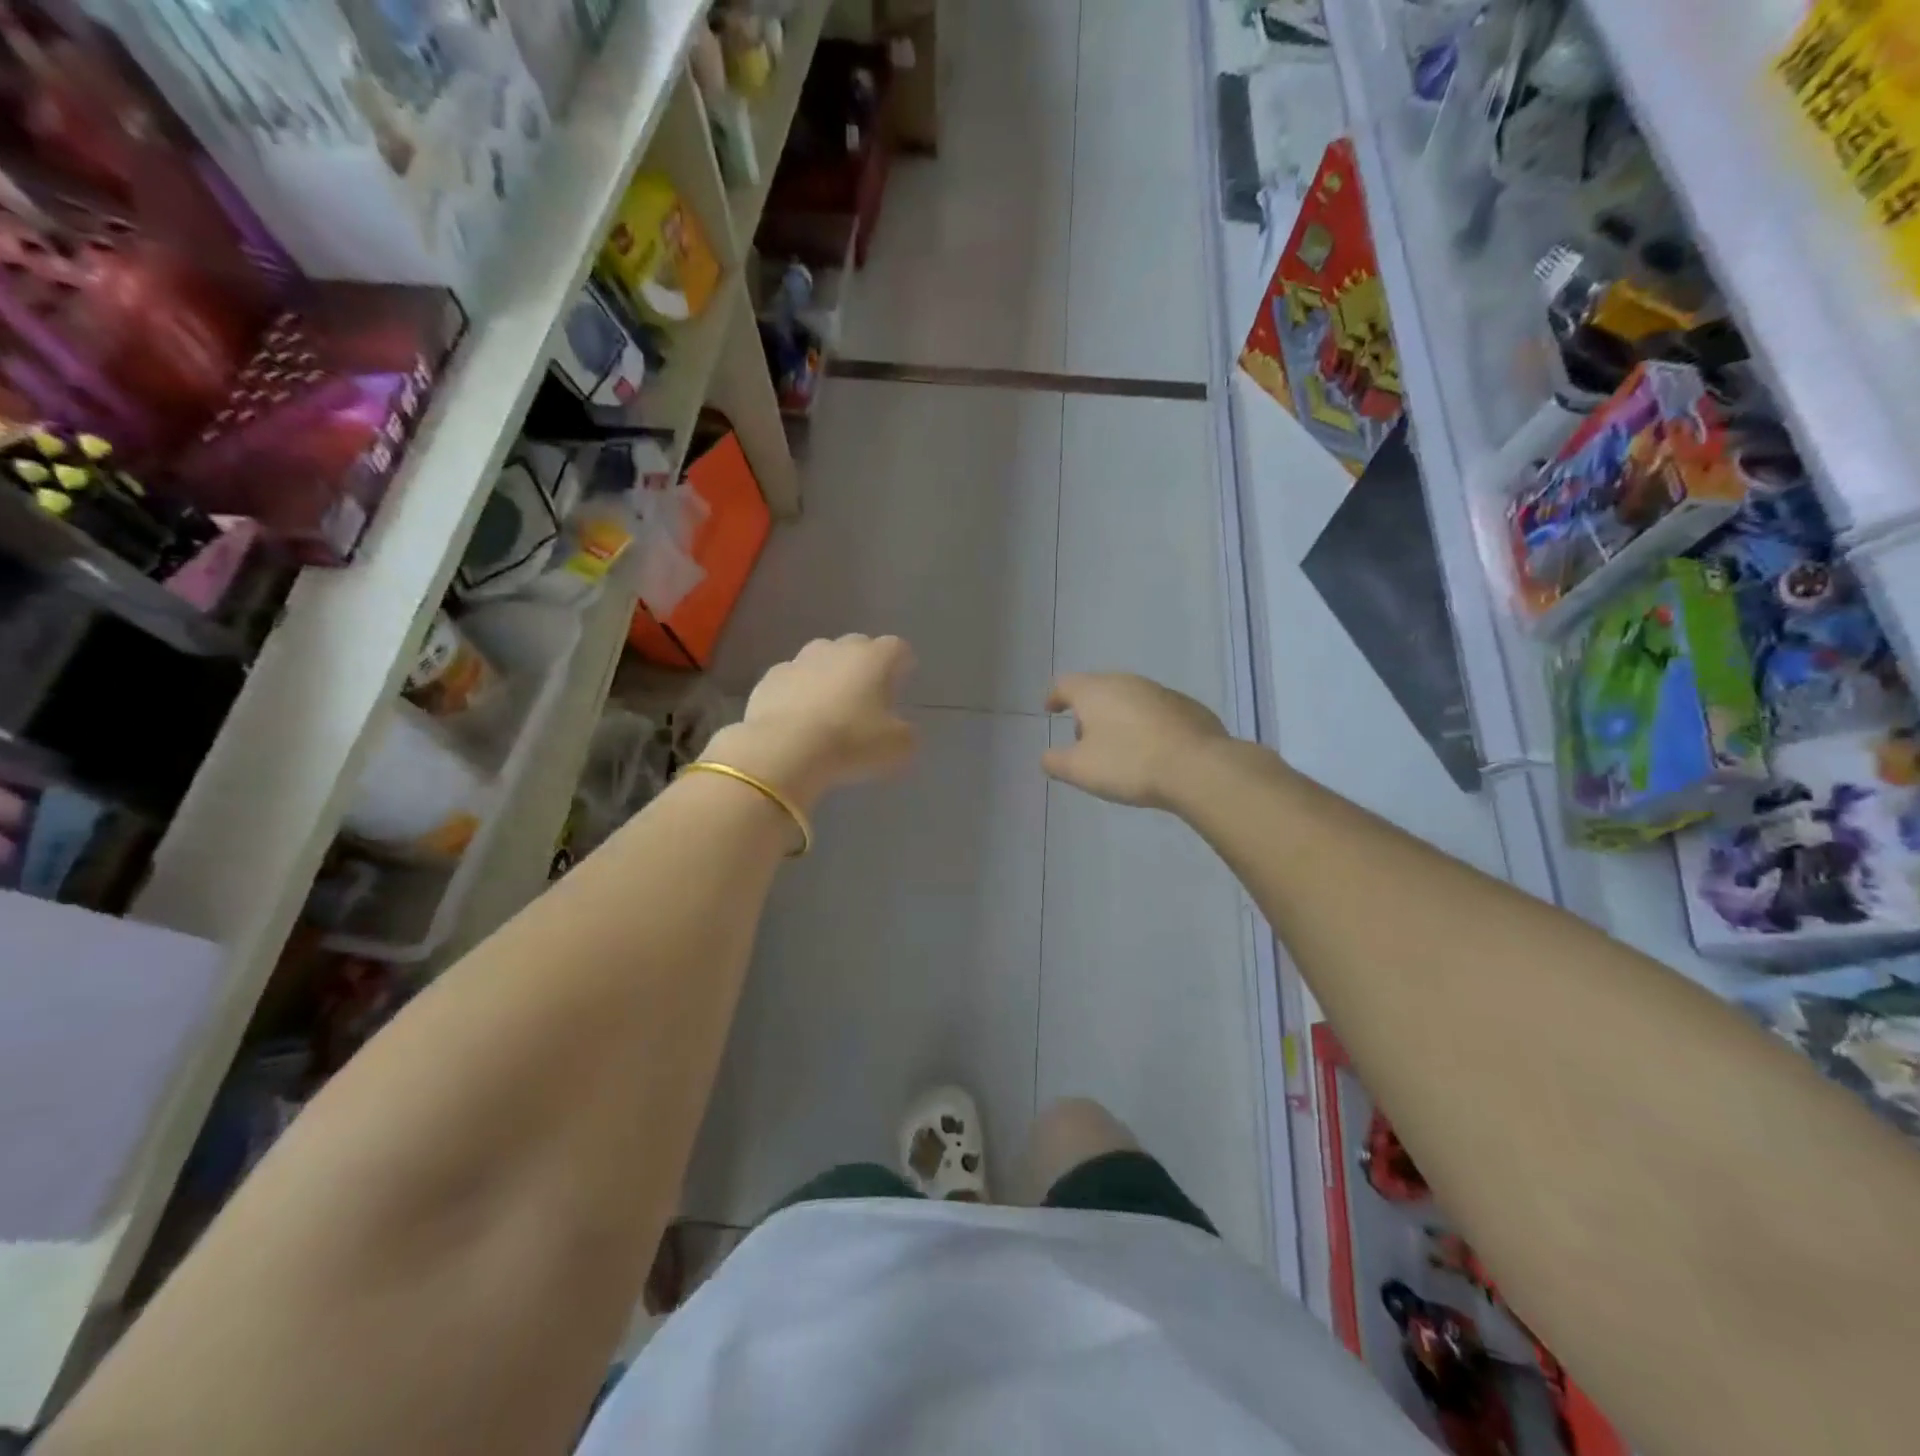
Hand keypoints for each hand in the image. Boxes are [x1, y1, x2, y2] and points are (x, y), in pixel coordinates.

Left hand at [705, 635, 917, 811]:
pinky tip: (798, 719)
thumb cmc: (850, 742)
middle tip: (866, 696)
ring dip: (828, 676)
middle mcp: (837, 649)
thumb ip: (906, 733)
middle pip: (857, 647)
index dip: (902, 664)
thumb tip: (901, 729)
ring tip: (830, 707)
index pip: (897, 648)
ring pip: (821, 660)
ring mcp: (799, 660)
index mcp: (874, 658)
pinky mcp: (769, 679)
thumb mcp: (897, 748)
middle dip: (863, 666)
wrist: (784, 750)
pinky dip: (798, 693)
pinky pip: (792, 680)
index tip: (902, 682)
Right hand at [1042, 673, 1228, 807]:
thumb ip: (1056, 761)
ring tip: (1119, 747)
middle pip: (1098, 689)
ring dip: (1119, 717)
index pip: (1065, 684)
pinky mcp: (1188, 707)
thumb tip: (1047, 756)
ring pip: (1129, 698)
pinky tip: (1152, 750)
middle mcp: (1127, 682)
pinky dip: (1146, 725)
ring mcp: (1161, 692)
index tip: (1050, 710)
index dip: (1054, 697)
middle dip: (1088, 711)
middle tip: (1084, 738)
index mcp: (1096, 691)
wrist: (1198, 767)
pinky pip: (1156, 712)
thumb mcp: (1080, 770)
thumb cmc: (1129, 764)